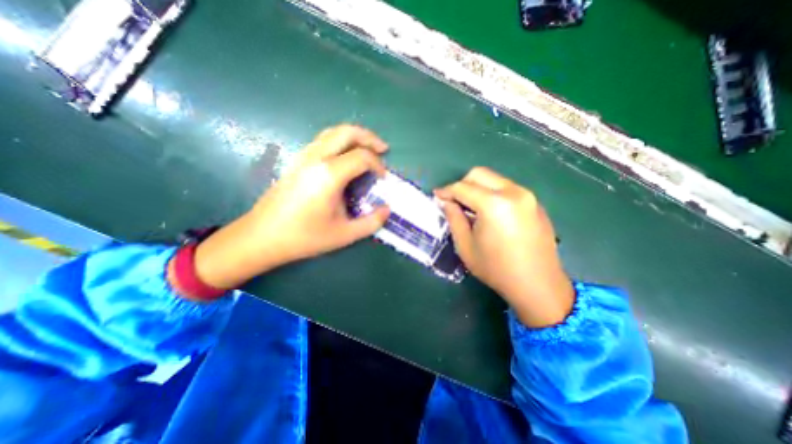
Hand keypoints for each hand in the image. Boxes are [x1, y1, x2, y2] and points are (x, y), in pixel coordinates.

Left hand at [189, 125, 391, 290]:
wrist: (261, 236)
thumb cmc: (304, 237)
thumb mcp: (344, 235)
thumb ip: (371, 222)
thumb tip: (387, 210)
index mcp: (329, 174)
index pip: (362, 157)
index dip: (378, 165)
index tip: (383, 179)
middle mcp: (316, 158)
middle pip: (347, 132)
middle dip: (369, 137)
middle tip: (383, 149)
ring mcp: (303, 157)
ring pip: (332, 133)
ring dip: (354, 136)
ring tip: (367, 149)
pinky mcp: (297, 161)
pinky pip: (323, 141)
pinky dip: (340, 141)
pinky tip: (345, 157)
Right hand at [433, 168, 576, 326]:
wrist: (538, 285)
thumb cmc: (496, 269)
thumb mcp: (466, 246)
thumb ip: (454, 218)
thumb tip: (446, 202)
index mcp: (493, 204)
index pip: (462, 187)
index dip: (446, 191)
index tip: (436, 196)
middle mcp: (513, 192)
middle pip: (480, 174)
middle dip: (462, 184)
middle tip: (454, 201)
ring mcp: (528, 196)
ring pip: (494, 180)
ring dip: (478, 188)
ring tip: (471, 208)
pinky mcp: (535, 203)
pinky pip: (507, 189)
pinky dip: (493, 194)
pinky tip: (490, 214)